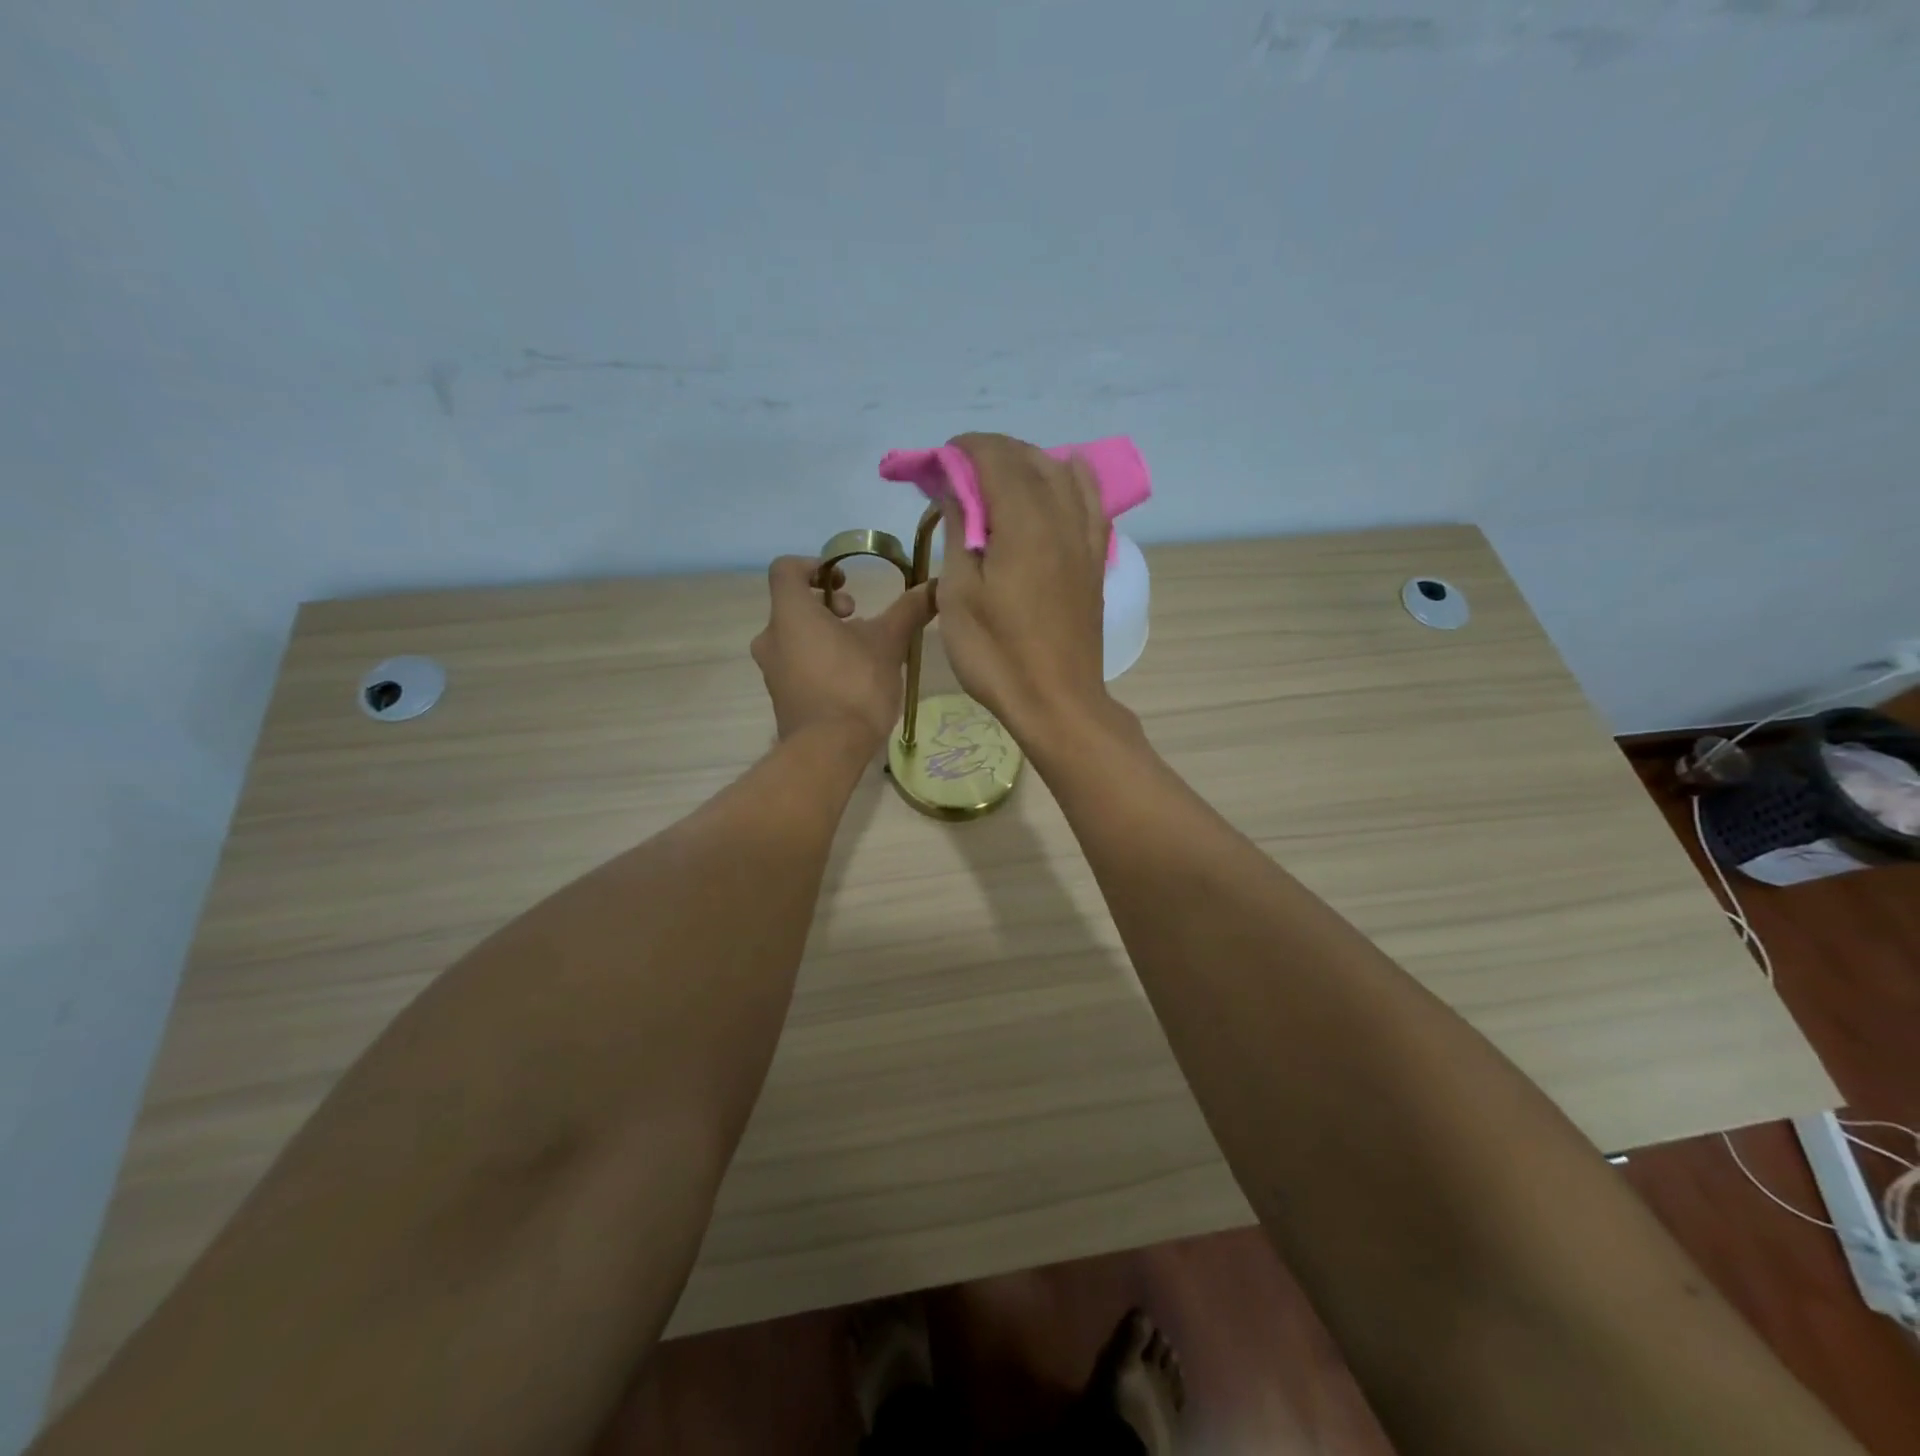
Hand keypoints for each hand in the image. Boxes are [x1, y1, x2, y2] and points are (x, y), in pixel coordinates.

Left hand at [751, 556, 934, 748]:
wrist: (828, 749)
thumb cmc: (854, 685)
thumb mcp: (888, 643)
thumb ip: (908, 610)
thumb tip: (934, 585)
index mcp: (790, 614)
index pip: (785, 570)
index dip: (813, 566)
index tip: (844, 582)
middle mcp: (771, 637)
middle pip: (793, 605)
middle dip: (827, 606)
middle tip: (858, 619)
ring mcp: (772, 670)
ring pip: (795, 637)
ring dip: (825, 635)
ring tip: (860, 652)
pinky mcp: (780, 697)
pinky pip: (796, 665)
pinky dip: (819, 661)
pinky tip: (850, 680)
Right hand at [934, 433, 1116, 748]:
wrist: (1057, 703)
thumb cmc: (997, 656)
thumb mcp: (959, 595)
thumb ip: (959, 532)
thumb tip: (956, 489)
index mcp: (1024, 523)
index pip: (995, 458)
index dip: (963, 450)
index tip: (937, 463)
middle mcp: (1061, 518)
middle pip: (1029, 459)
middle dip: (990, 454)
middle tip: (957, 476)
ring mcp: (1085, 539)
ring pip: (1062, 474)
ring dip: (1027, 463)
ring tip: (999, 481)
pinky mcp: (1094, 561)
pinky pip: (1090, 502)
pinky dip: (1071, 481)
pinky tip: (1061, 480)